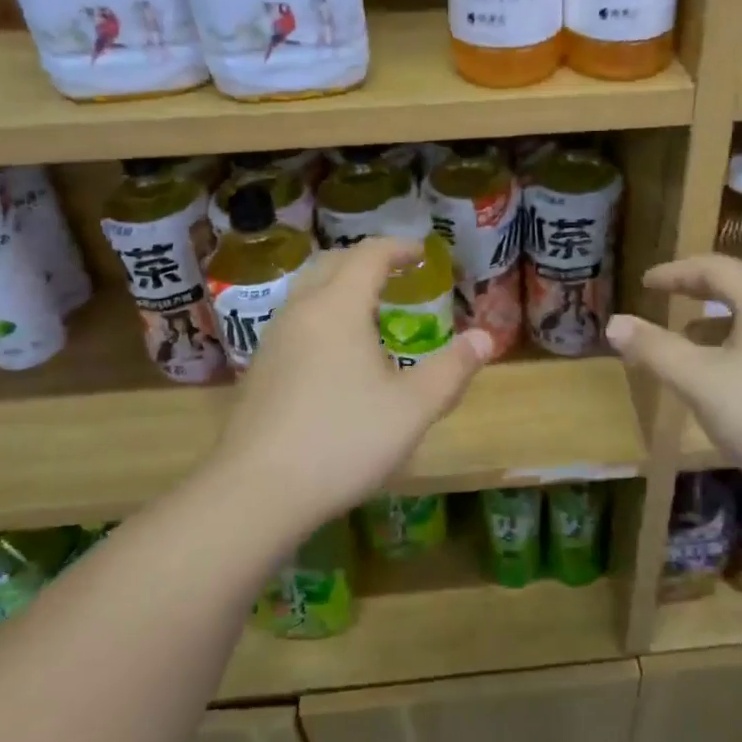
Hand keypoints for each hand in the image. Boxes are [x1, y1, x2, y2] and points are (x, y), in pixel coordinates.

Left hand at [215, 238, 489, 531]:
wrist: (255, 492)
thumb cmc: (343, 440)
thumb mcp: (412, 408)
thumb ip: (452, 369)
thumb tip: (485, 337)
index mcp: (338, 308)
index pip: (369, 255)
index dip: (399, 248)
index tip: (423, 253)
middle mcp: (301, 311)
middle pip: (332, 263)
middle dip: (367, 260)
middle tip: (397, 273)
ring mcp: (273, 340)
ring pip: (308, 291)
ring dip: (340, 286)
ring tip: (370, 310)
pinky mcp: (259, 369)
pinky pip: (296, 321)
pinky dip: (322, 314)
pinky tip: (336, 354)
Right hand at [606, 255, 741, 492]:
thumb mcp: (700, 381)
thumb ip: (655, 350)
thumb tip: (613, 323)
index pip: (714, 268)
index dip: (675, 273)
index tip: (645, 283)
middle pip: (741, 284)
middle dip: (701, 288)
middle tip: (670, 294)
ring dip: (719, 319)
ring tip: (689, 336)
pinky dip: (739, 343)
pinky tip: (727, 375)